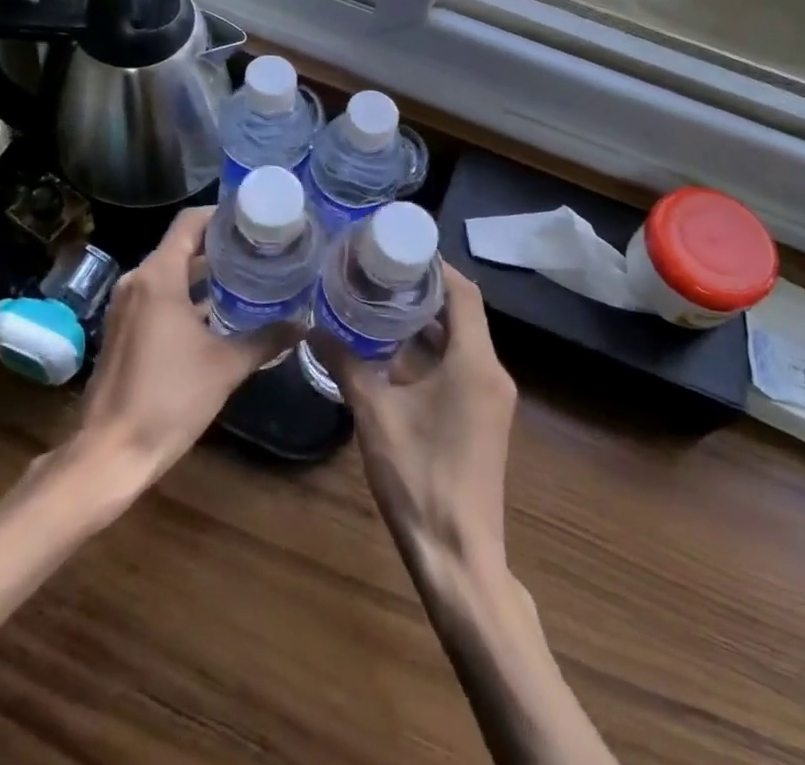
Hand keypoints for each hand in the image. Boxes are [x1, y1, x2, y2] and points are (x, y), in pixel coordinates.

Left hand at [73, 207, 291, 490]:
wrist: (109, 453)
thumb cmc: (169, 400)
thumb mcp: (225, 367)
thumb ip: (266, 340)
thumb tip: (304, 324)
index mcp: (158, 277)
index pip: (190, 222)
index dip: (223, 214)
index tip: (257, 218)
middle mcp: (138, 281)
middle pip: (182, 244)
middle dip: (220, 244)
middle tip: (262, 247)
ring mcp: (126, 306)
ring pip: (170, 271)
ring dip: (204, 271)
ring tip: (248, 274)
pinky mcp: (124, 328)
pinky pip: (159, 294)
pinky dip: (187, 293)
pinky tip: (219, 311)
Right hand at [317, 264, 517, 577]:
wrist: (459, 557)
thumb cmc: (419, 477)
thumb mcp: (375, 414)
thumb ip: (346, 365)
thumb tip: (313, 329)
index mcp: (475, 362)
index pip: (463, 293)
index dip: (436, 265)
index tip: (401, 247)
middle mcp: (492, 372)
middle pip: (463, 313)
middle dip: (425, 290)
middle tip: (382, 271)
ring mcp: (492, 398)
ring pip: (462, 342)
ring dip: (428, 323)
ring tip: (382, 302)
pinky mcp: (485, 419)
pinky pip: (462, 367)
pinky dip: (433, 352)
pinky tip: (394, 353)